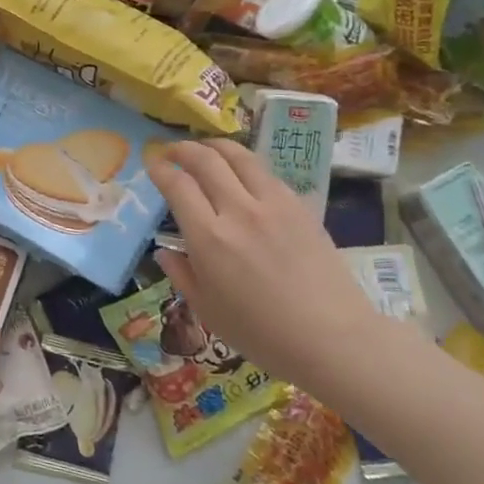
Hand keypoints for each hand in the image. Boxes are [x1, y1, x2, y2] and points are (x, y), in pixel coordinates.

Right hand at [146, 140, 381, 398]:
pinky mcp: (300, 206)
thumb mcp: (207, 310)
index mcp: (209, 238)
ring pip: (239, 156)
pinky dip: (246, 165)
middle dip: (183, 149)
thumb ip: (181, 275)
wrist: (331, 337)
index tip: (152, 165)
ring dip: (215, 146)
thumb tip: (164, 251)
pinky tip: (243, 174)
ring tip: (205, 149)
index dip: (160, 169)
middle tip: (172, 151)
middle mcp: (238, 210)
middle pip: (206, 160)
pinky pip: (266, 173)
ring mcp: (273, 204)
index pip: (178, 185)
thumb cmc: (262, 334)